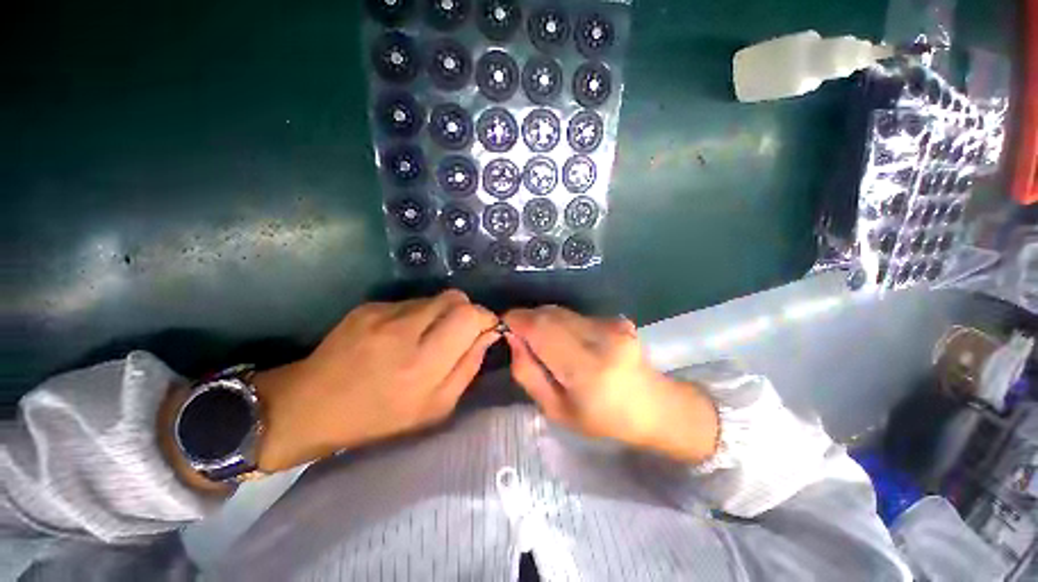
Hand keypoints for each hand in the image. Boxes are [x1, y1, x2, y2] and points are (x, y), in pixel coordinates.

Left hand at [253, 290, 498, 471]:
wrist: (309, 407)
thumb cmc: (379, 418)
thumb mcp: (435, 408)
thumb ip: (468, 368)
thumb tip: (489, 334)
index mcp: (422, 365)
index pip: (469, 317)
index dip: (485, 317)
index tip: (487, 328)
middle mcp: (403, 332)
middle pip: (456, 298)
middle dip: (467, 311)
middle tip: (460, 332)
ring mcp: (382, 314)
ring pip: (435, 298)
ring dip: (442, 314)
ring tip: (426, 337)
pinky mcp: (368, 306)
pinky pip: (411, 302)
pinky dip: (419, 315)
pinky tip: (401, 336)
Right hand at [503, 307, 718, 463]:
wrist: (653, 406)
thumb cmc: (601, 419)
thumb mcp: (555, 410)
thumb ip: (528, 373)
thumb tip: (512, 338)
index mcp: (585, 368)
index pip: (540, 328)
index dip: (516, 321)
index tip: (504, 328)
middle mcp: (599, 338)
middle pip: (548, 314)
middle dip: (527, 320)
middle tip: (521, 339)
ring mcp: (610, 324)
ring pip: (560, 310)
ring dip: (543, 321)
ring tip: (545, 343)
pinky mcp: (615, 318)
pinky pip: (574, 314)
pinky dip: (561, 323)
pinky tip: (569, 342)